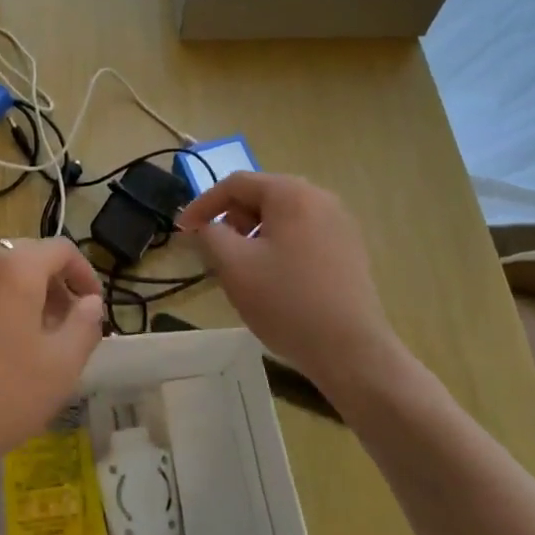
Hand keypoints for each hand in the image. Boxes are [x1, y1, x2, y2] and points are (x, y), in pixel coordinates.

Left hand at [0, 238, 104, 468]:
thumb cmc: (2, 394)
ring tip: (26, 337)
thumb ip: (85, 324)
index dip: (84, 273)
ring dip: (17, 293)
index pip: (61, 249)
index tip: (93, 306)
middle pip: (25, 257)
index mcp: (14, 268)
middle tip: (62, 323)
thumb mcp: (61, 366)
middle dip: (51, 284)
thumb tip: (90, 302)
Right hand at [180, 172, 403, 399]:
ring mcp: (340, 223)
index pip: (235, 184)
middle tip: (214, 249)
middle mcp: (320, 198)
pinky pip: (303, 233)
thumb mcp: (233, 266)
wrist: (351, 350)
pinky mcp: (349, 248)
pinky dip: (279, 244)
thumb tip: (207, 227)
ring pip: (283, 216)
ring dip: (254, 233)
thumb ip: (210, 235)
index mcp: (291, 193)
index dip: (203, 204)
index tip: (183, 230)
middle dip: (231, 218)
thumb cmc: (286, 301)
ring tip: (242, 266)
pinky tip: (274, 277)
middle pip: (262, 195)